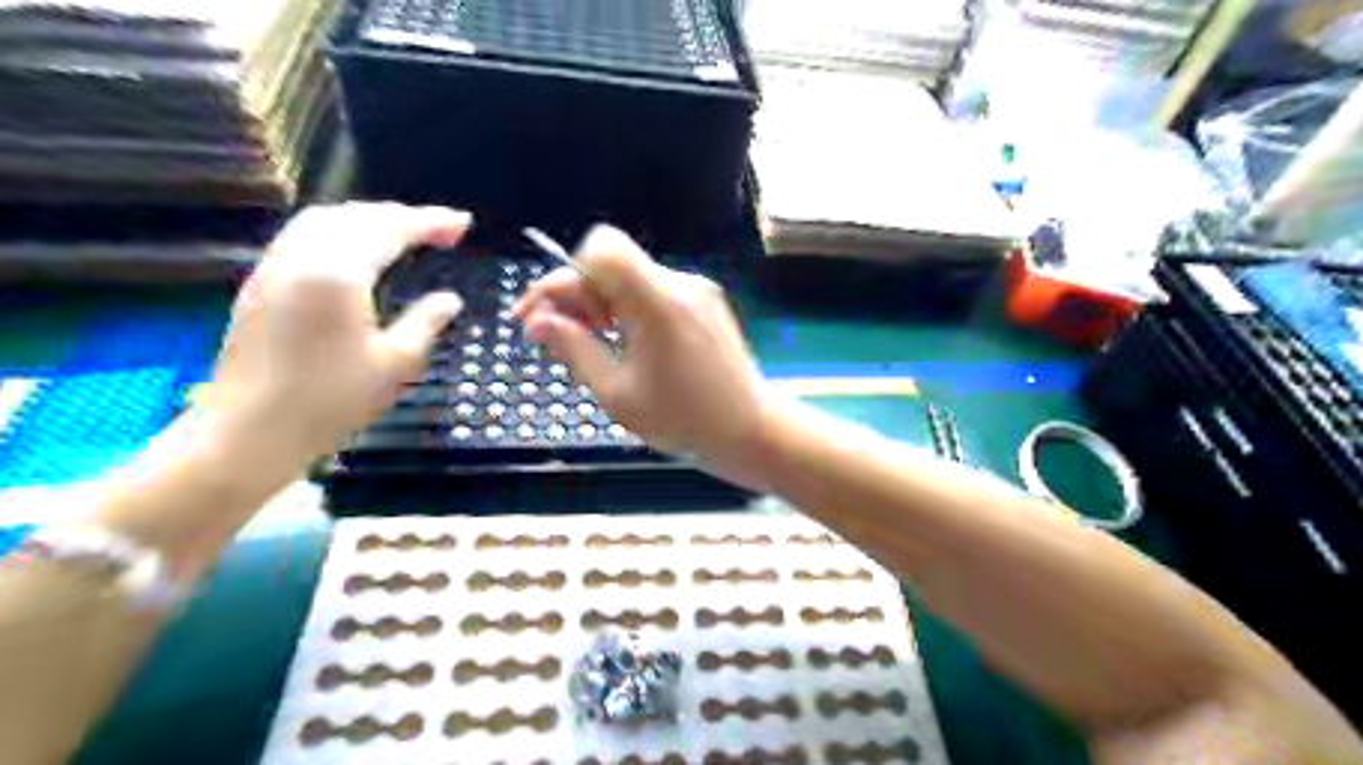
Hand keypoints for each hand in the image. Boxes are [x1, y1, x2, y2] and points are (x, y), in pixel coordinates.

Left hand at [205, 205, 470, 463]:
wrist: (250, 432)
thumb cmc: (331, 401)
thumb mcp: (396, 364)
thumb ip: (426, 322)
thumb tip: (449, 300)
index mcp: (339, 273)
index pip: (391, 229)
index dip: (431, 222)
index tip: (463, 223)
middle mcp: (302, 257)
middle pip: (356, 216)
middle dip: (402, 215)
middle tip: (440, 228)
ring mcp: (274, 268)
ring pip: (324, 220)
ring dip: (368, 218)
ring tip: (402, 233)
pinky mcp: (260, 284)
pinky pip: (304, 237)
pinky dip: (340, 231)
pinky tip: (356, 252)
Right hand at [515, 224, 771, 484]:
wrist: (751, 431)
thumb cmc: (683, 421)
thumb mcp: (616, 394)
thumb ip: (574, 349)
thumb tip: (537, 321)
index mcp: (657, 302)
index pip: (603, 248)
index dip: (569, 274)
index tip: (555, 315)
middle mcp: (679, 284)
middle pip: (613, 263)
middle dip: (576, 292)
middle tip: (553, 333)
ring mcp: (697, 291)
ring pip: (631, 277)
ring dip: (601, 302)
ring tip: (589, 343)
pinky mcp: (706, 303)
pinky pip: (653, 292)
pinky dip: (629, 309)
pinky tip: (623, 343)